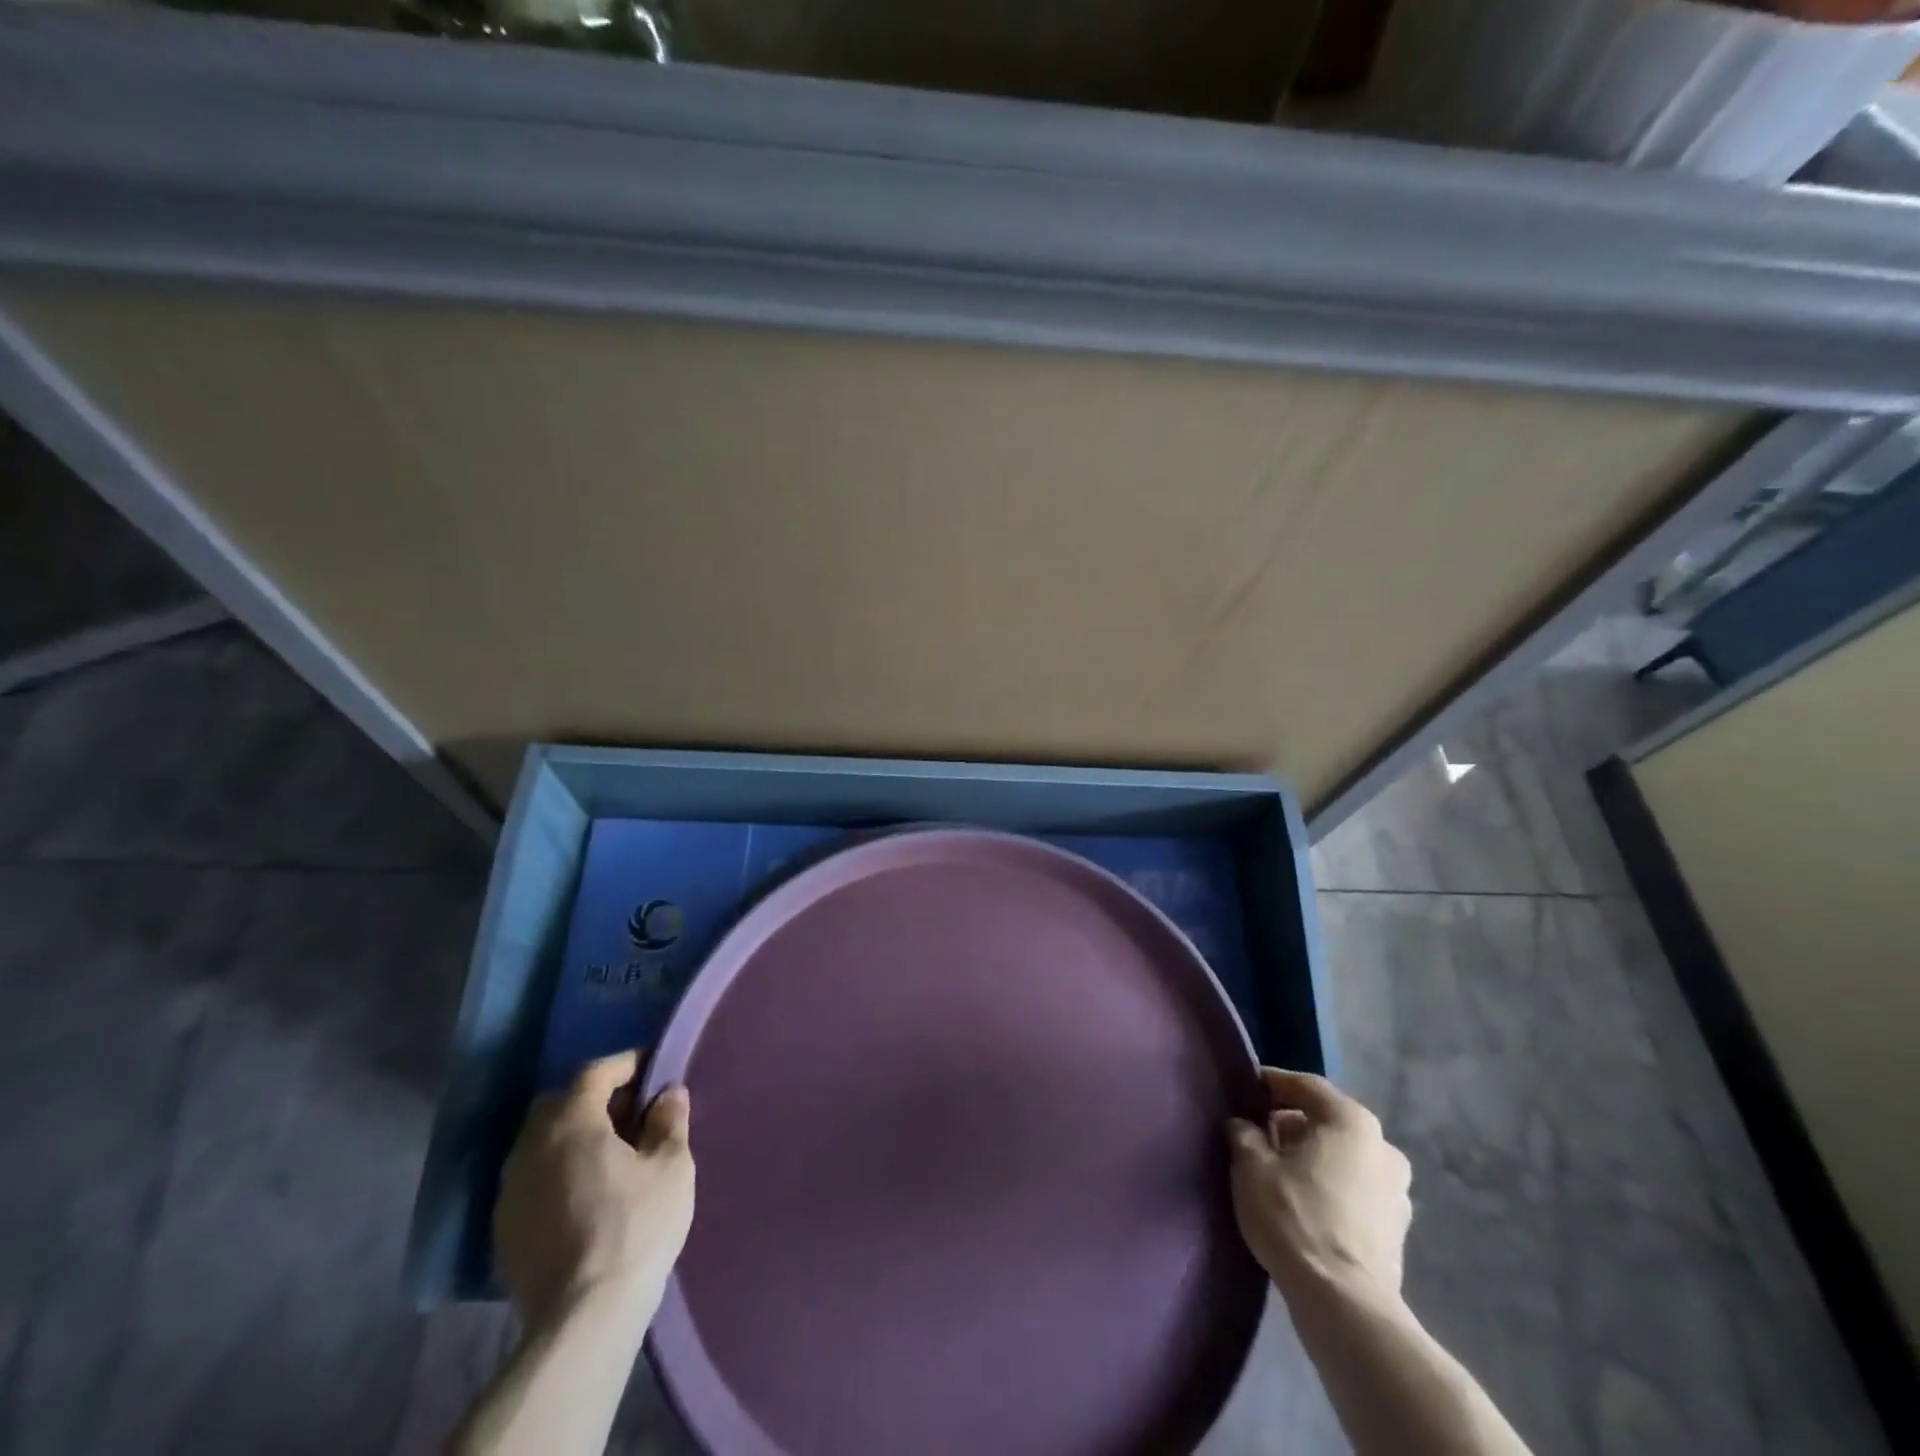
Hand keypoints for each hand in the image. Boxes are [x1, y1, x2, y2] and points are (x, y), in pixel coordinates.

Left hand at [494, 1050, 694, 1331]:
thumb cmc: (636, 1228)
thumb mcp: (671, 1167)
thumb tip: (668, 1093)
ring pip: (541, 1143)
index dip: (625, 1064)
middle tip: (631, 1113)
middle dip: (595, 1099)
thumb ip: (669, 1121)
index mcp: (571, 1124)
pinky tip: (585, 1195)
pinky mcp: (503, 1231)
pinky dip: (557, 1173)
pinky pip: (532, 1180)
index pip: (595, 1073)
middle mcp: (531, 1148)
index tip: (652, 1068)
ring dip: (572, 1137)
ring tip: (609, 1155)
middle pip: (560, 1104)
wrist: (583, 1319)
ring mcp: (510, 1192)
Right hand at [1227, 1068, 1411, 1302]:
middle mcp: (1383, 1146)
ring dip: (1314, 1155)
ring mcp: (1397, 1190)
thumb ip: (1244, 1133)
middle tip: (1258, 1133)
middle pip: (1328, 1119)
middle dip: (1293, 1122)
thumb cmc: (1295, 1218)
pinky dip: (1331, 1184)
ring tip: (1279, 1170)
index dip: (1272, 1083)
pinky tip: (1305, 1202)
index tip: (1245, 1090)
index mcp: (1351, 1121)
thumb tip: (1244, 1124)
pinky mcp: (1398, 1228)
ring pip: (1344, 1155)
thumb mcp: (1251, 1166)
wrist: (1345, 1305)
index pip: (1305, 1085)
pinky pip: (1356, 1187)